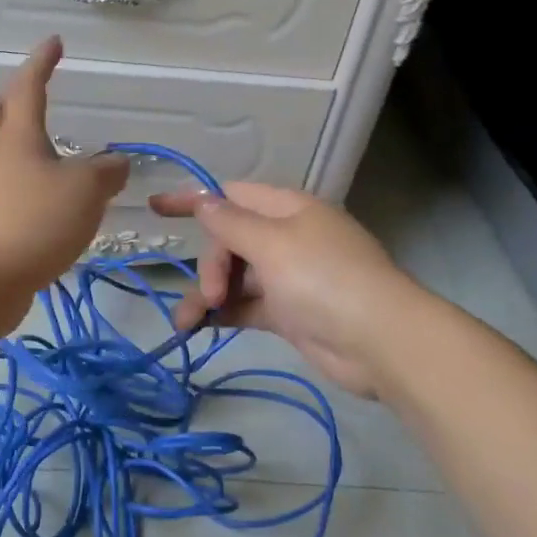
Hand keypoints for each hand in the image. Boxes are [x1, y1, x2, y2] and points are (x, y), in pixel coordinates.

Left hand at [0, 37, 129, 301]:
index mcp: (18, 138)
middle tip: (32, 101)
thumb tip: (118, 163)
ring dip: (22, 150)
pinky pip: (7, 194)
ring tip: (55, 159)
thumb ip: (106, 174)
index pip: (28, 88)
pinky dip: (29, 190)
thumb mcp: (84, 191)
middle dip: (10, 103)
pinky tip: (51, 205)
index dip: (41, 64)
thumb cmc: (32, 220)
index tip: (54, 42)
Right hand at [149, 182, 412, 397]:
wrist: (380, 342)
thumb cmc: (324, 278)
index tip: (156, 207)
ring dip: (208, 295)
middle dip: (211, 264)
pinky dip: (224, 313)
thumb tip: (203, 200)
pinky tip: (199, 327)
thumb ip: (231, 223)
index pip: (231, 195)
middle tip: (211, 293)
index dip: (194, 200)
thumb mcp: (272, 243)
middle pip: (230, 239)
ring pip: (235, 277)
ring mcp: (289, 277)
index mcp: (288, 209)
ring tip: (184, 322)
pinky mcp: (290, 313)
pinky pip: (246, 305)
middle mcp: (287, 237)